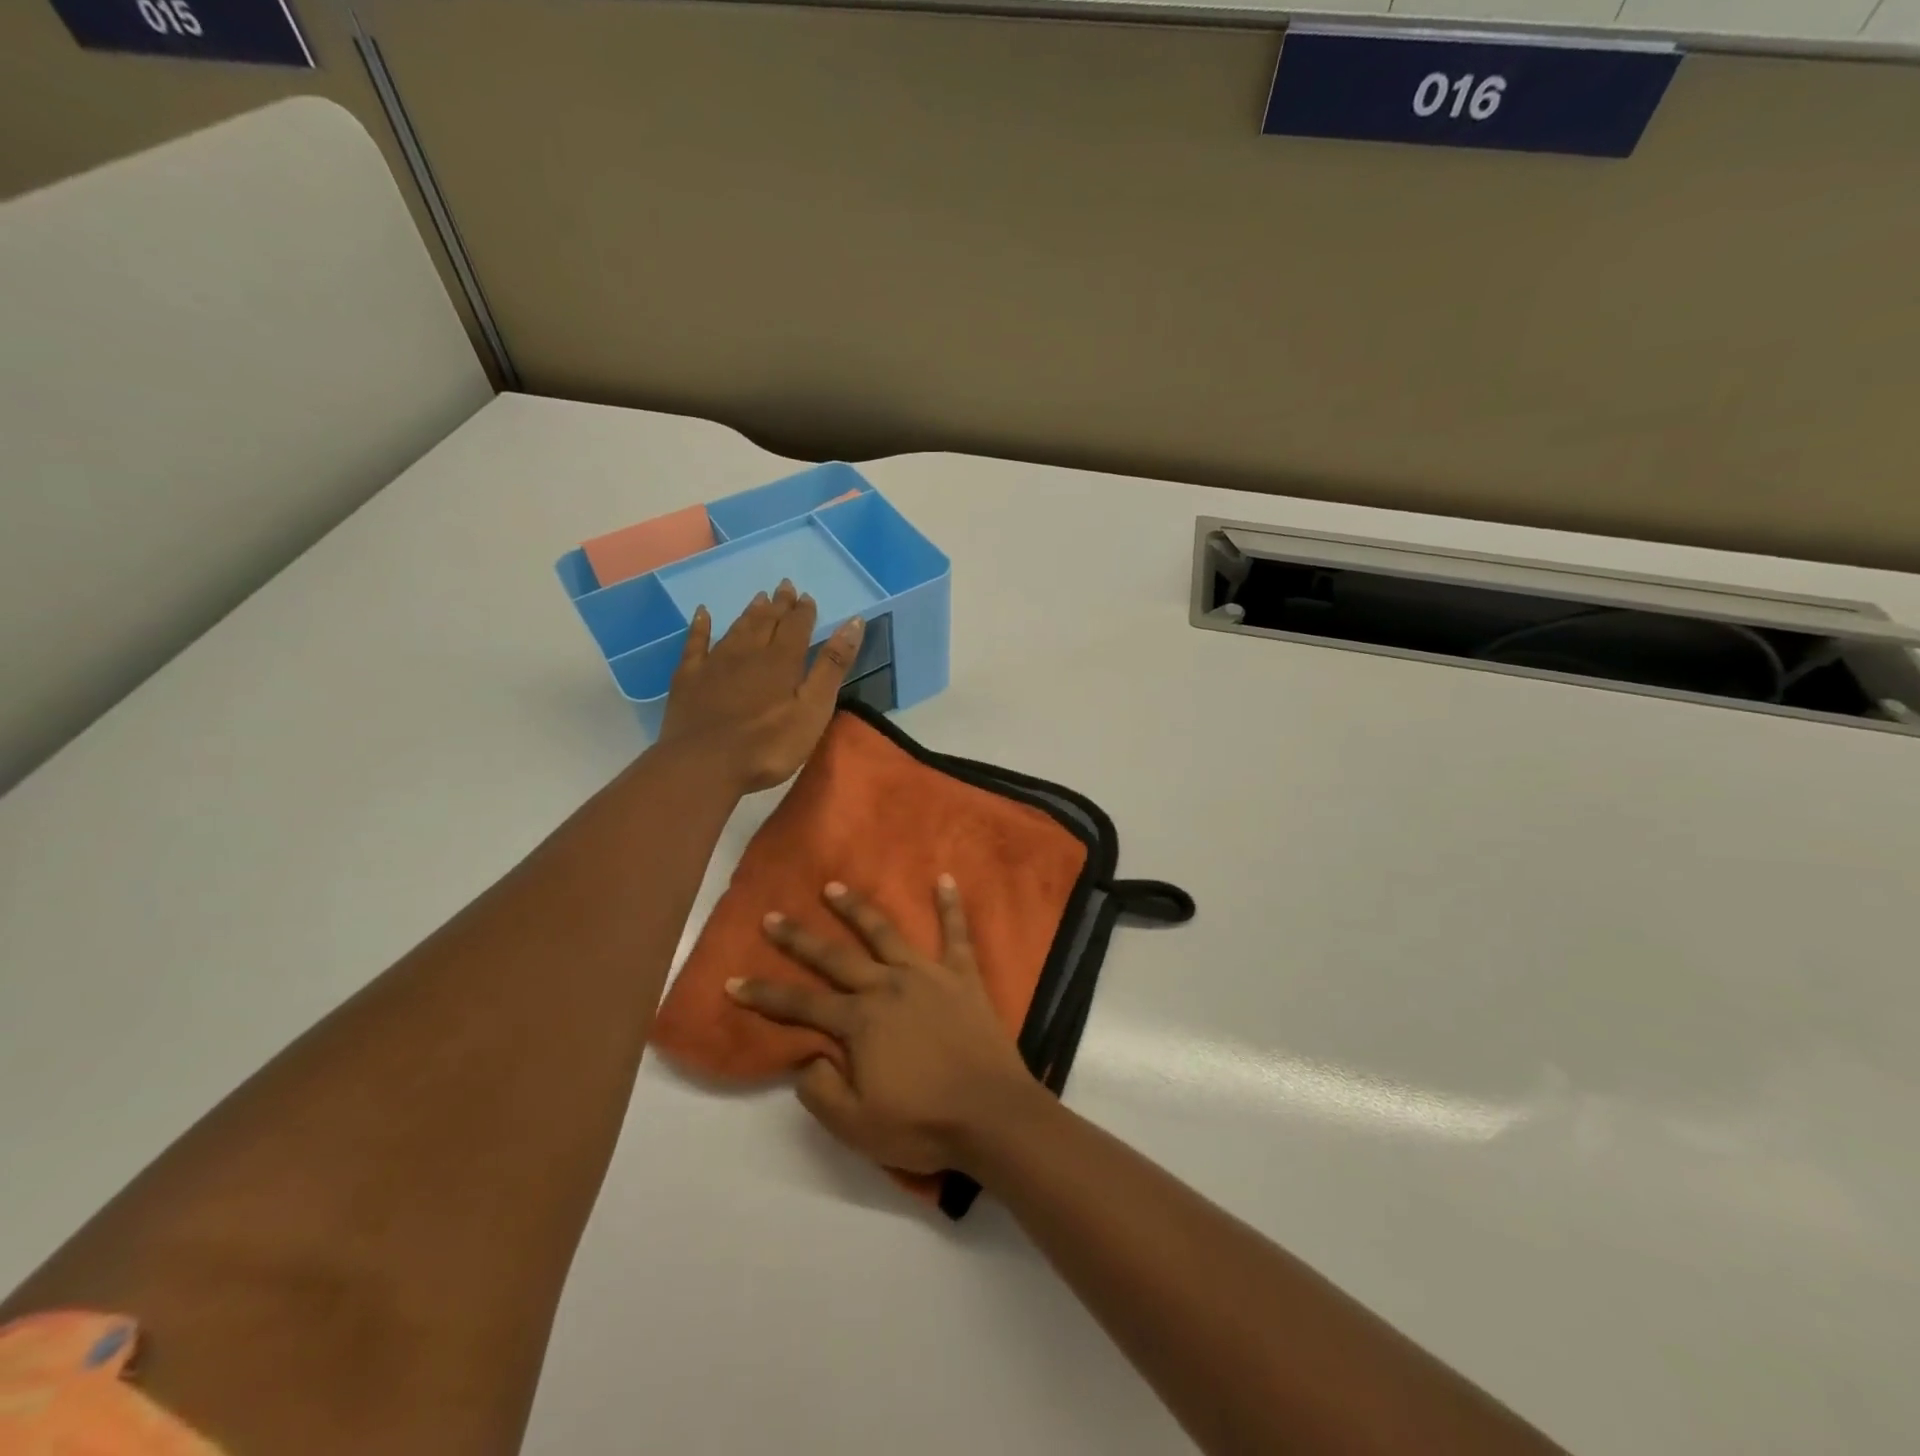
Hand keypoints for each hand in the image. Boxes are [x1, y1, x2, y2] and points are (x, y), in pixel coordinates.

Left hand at [656, 579, 862, 791]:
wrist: (703, 764)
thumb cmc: (768, 744)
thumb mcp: (813, 709)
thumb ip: (832, 666)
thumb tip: (854, 623)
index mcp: (782, 661)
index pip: (797, 627)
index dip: (804, 611)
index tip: (807, 597)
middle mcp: (748, 652)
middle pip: (766, 622)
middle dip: (778, 605)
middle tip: (784, 587)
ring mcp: (715, 663)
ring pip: (736, 629)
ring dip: (749, 612)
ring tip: (759, 598)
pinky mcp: (688, 678)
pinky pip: (695, 643)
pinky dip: (700, 626)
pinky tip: (702, 613)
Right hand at [726, 879, 1041, 1176]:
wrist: (992, 1115)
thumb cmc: (923, 1122)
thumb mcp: (856, 1125)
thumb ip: (820, 1090)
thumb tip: (807, 1058)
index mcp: (860, 1022)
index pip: (800, 1004)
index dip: (764, 994)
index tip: (733, 980)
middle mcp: (887, 986)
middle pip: (835, 957)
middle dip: (799, 938)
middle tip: (773, 916)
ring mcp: (927, 975)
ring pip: (885, 933)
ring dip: (857, 909)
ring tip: (834, 887)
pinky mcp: (963, 976)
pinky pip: (957, 934)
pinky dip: (951, 906)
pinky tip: (945, 879)